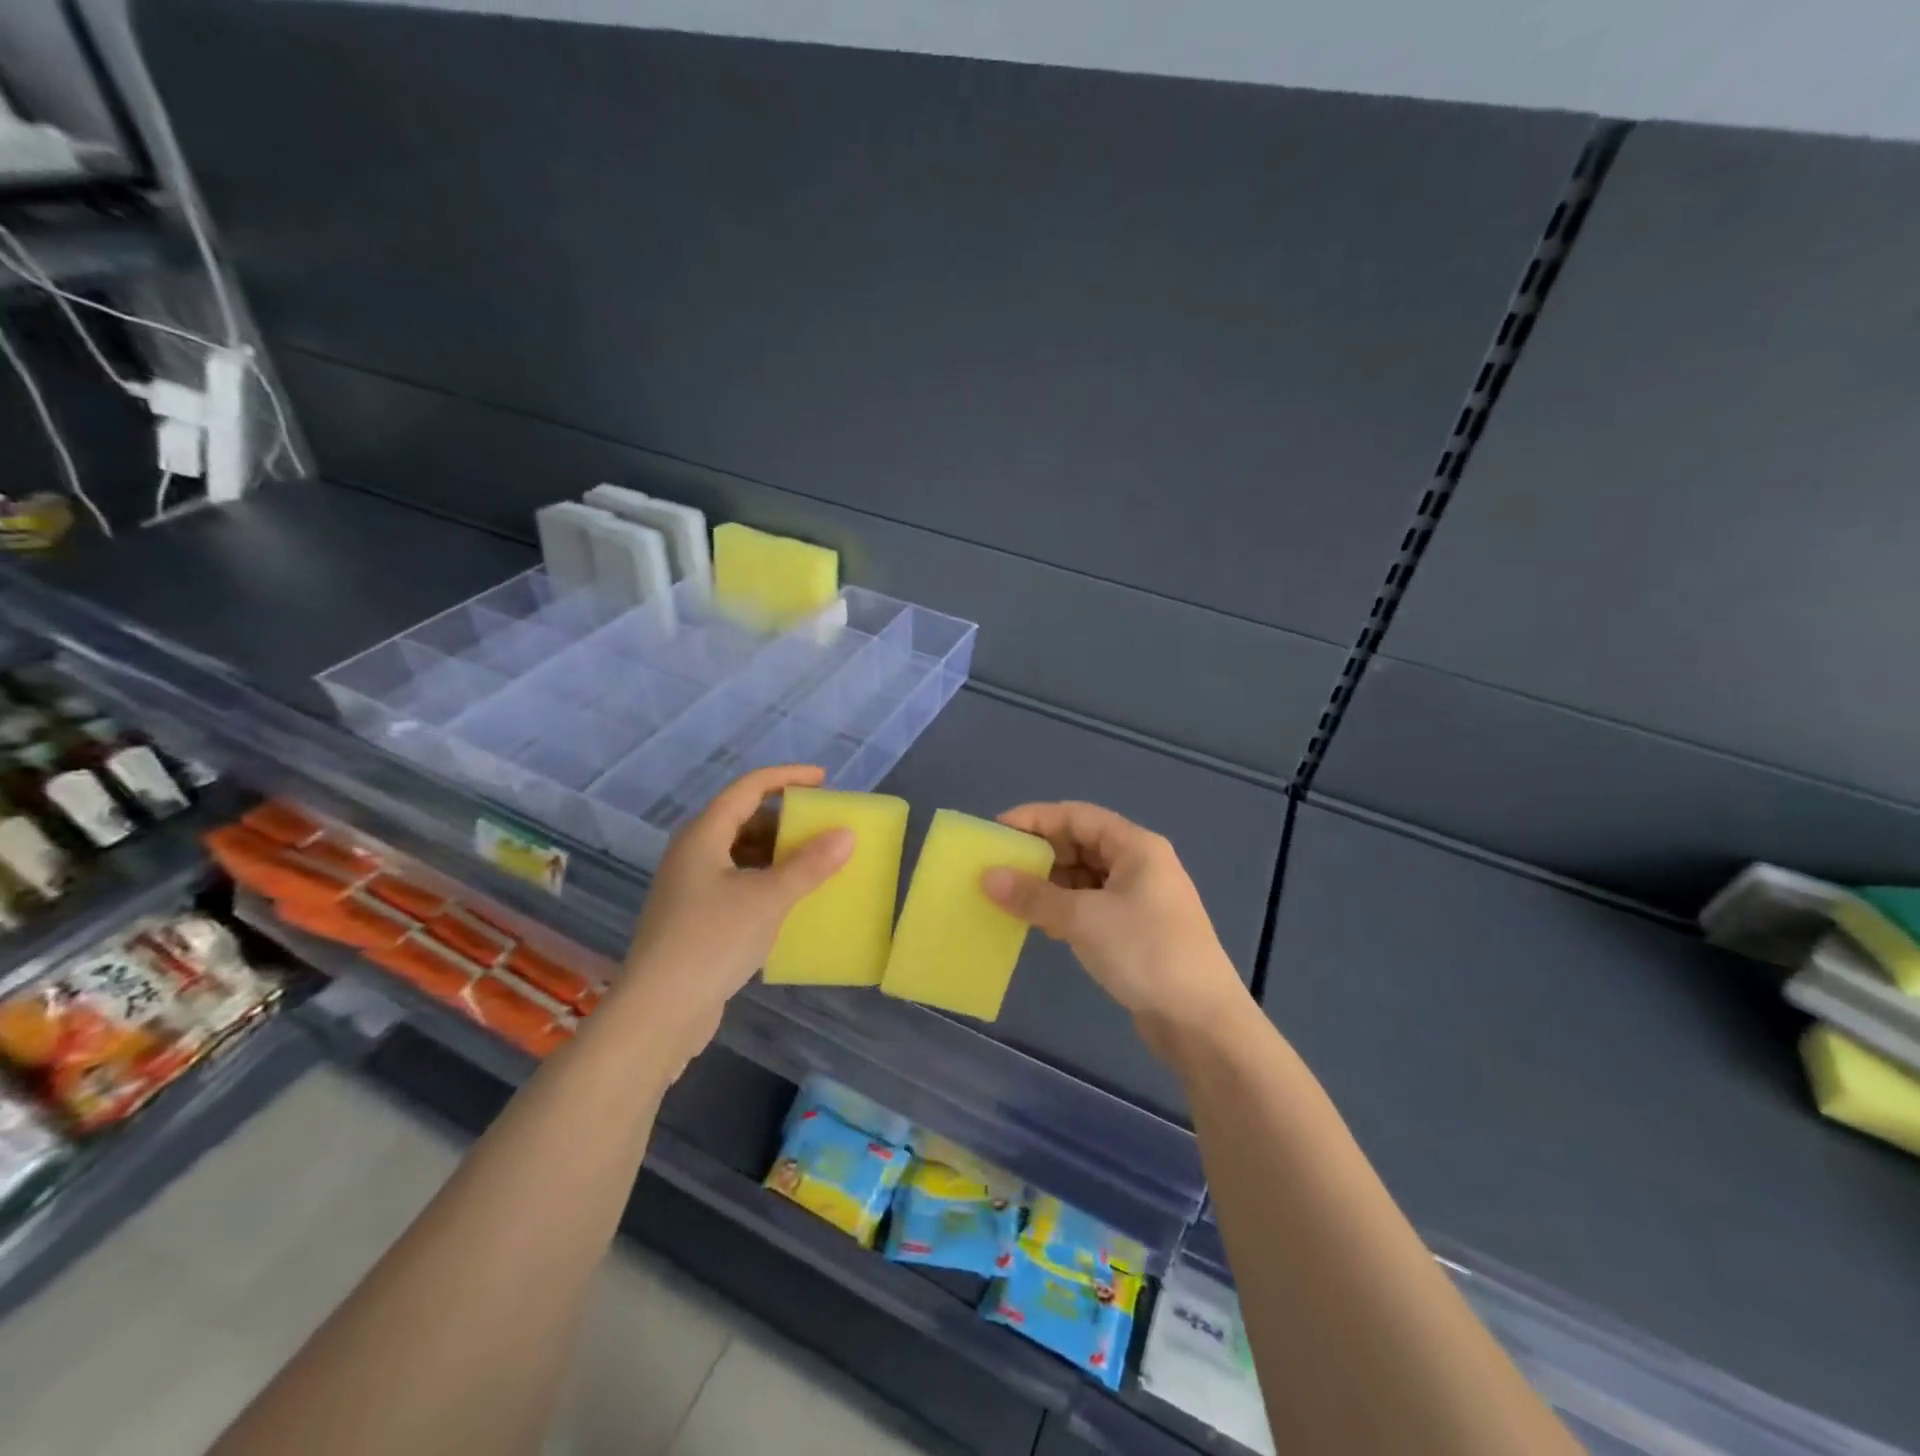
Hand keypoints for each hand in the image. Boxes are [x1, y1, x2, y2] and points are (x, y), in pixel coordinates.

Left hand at [619, 765, 852, 1066]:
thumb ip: (809, 864)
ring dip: (778, 852)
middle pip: (744, 819)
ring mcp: (691, 887)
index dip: (787, 777)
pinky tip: (791, 899)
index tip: (824, 780)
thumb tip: (846, 834)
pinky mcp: (695, 917)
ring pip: (741, 853)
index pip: (749, 788)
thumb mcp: (768, 898)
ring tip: (816, 862)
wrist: (658, 1012)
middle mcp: (693, 853)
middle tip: (824, 826)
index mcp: (703, 835)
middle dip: (785, 819)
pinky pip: (738, 882)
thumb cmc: (711, 941)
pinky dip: (766, 880)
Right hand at [981, 802, 1251, 1057]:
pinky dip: (1064, 907)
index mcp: (1136, 846)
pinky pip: (1091, 904)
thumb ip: (1034, 895)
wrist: (1201, 1021)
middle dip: (1040, 852)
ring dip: (1049, 883)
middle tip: (998, 866)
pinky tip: (1040, 921)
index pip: (1077, 816)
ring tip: (1011, 895)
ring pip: (1084, 876)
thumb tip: (988, 876)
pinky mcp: (1135, 929)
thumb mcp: (1084, 919)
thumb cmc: (1145, 952)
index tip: (996, 830)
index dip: (1035, 818)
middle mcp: (1139, 864)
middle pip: (1081, 843)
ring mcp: (1140, 898)